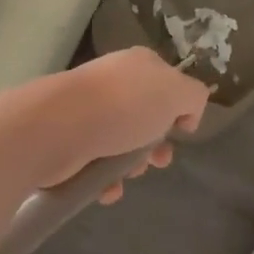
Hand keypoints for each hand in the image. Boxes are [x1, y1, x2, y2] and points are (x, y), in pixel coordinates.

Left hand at [0, 48, 209, 200]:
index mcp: (138, 65)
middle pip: (145, 117)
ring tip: (128, 175)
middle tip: (158, 160)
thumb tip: (186, 113)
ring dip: (131, 165)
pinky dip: (106, 180)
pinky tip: (107, 189)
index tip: (182, 132)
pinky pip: (96, 164)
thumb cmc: (124, 106)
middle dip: (155, 144)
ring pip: (121, 143)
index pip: (166, 83)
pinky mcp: (70, 140)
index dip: (178, 109)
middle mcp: (113, 83)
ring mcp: (88, 111)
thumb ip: (194, 97)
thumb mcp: (175, 92)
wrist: (60, 126)